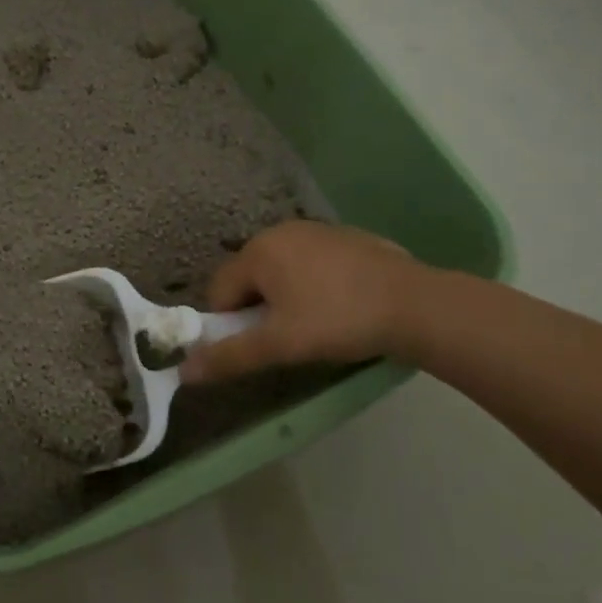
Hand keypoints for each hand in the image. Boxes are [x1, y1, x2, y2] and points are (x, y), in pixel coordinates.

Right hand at [180, 220, 424, 382]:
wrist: (417, 305)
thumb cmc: (338, 321)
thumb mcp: (280, 345)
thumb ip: (230, 356)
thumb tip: (184, 371)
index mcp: (258, 251)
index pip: (220, 290)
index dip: (230, 323)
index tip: (257, 345)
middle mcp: (280, 232)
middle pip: (249, 277)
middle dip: (258, 308)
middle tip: (286, 338)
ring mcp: (316, 231)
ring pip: (281, 270)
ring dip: (285, 297)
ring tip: (315, 324)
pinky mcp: (346, 237)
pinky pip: (311, 263)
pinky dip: (313, 284)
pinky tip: (340, 306)